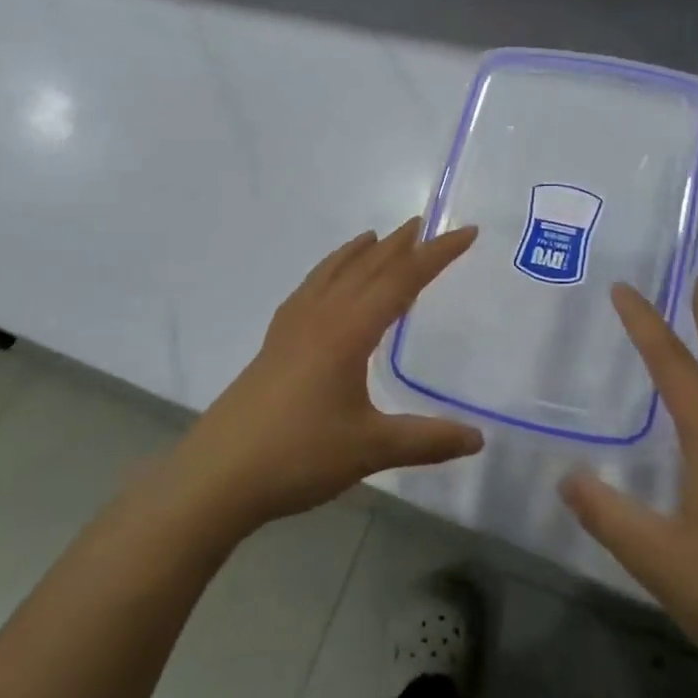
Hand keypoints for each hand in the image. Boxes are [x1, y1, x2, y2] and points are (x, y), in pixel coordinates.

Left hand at [170, 220, 484, 534]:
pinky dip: (328, 273)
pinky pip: (309, 290)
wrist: (218, 475)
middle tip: (424, 223)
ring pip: (332, 274)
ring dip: (359, 253)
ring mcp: (292, 327)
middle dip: (399, 244)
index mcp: (349, 331)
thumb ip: (426, 440)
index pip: (402, 280)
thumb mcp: (371, 449)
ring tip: (376, 238)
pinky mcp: (274, 343)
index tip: (467, 232)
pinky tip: (326, 285)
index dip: (437, 255)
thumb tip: (478, 439)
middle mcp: (321, 317)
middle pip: (367, 267)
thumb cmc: (298, 455)